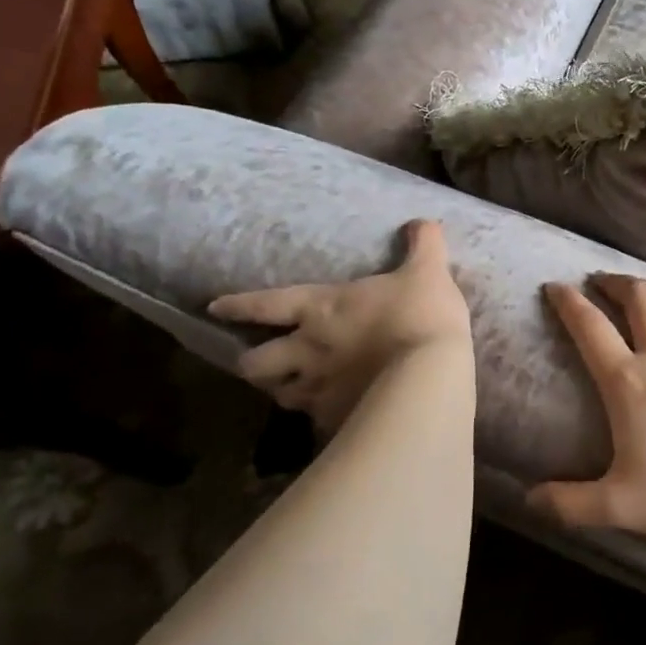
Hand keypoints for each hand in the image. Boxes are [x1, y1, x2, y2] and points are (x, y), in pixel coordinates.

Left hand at [209, 219, 471, 434]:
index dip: (239, 305)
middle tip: (261, 362)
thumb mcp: (428, 271)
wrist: (430, 377)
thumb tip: (423, 221)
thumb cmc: (421, 315)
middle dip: (252, 363)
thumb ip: (423, 243)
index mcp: (321, 308)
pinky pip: (316, 422)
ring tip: (293, 391)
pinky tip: (334, 417)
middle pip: (256, 363)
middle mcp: (308, 350)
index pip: (267, 304)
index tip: (215, 308)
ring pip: (281, 396)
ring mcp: (318, 390)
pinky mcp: (335, 422)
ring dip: (284, 391)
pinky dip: (320, 418)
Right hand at [535, 274, 645, 545]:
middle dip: (614, 282)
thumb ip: (569, 503)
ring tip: (644, 291)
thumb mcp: (619, 506)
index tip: (556, 286)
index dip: (568, 302)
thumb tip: (527, 500)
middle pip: (637, 296)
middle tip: (601, 283)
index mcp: (628, 381)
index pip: (589, 327)